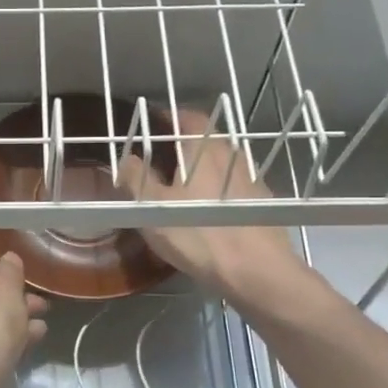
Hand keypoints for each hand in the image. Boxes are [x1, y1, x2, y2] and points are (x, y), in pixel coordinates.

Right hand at [116, 109, 308, 306]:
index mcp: (202, 148)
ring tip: (181, 183)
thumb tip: (126, 159)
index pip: (186, 116)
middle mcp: (229, 153)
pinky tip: (207, 208)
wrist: (256, 270)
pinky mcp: (261, 201)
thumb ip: (136, 179)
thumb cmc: (198, 234)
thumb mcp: (152, 208)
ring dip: (201, 165)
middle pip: (205, 137)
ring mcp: (249, 176)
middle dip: (182, 142)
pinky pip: (232, 183)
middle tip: (160, 156)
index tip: (152, 123)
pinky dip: (216, 186)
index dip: (168, 116)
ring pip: (220, 161)